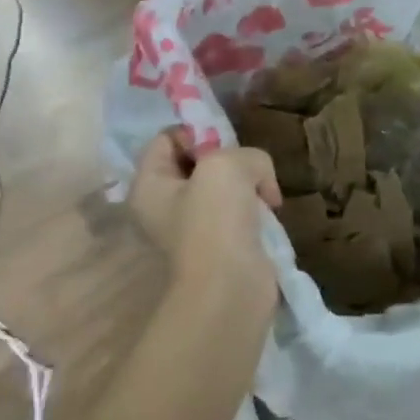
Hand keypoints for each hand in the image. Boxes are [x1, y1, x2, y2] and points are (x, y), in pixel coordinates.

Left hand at [129, 130, 282, 315]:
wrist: (231, 286)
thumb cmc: (215, 220)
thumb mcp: (227, 165)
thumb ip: (244, 153)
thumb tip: (257, 178)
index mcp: (149, 186)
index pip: (166, 139)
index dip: (196, 133)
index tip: (223, 145)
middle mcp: (164, 206)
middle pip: (198, 161)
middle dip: (230, 158)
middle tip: (248, 168)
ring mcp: (194, 226)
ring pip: (225, 185)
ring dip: (249, 183)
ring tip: (264, 192)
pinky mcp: (223, 242)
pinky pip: (240, 210)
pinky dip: (257, 206)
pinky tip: (270, 210)